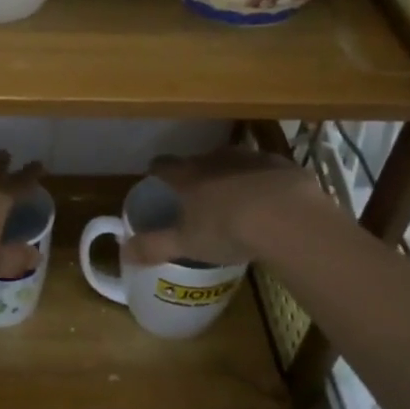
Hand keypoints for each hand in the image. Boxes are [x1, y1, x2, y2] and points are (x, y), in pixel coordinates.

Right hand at [122, 146, 341, 267]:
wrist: (286, 216)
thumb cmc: (226, 228)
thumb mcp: (186, 243)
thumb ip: (154, 246)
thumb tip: (124, 250)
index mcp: (187, 176)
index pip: (163, 165)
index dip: (157, 172)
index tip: (156, 180)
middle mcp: (214, 159)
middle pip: (198, 160)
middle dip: (196, 174)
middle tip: (199, 196)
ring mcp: (249, 158)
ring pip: (233, 161)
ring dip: (231, 174)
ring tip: (236, 198)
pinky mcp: (281, 164)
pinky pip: (266, 169)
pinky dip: (264, 180)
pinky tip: (271, 200)